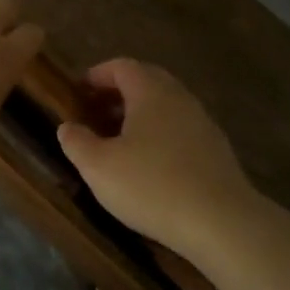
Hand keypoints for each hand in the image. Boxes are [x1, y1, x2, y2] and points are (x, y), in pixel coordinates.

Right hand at [56, 58, 259, 260]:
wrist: (221, 223)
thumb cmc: (151, 185)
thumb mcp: (98, 166)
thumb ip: (77, 142)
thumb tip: (67, 127)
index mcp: (151, 92)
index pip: (122, 66)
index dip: (97, 75)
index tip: (78, 91)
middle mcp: (180, 99)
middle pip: (147, 82)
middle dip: (118, 93)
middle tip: (95, 114)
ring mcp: (203, 124)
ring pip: (166, 107)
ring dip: (140, 116)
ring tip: (117, 142)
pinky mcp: (216, 152)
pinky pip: (180, 130)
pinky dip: (159, 136)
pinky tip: (148, 165)